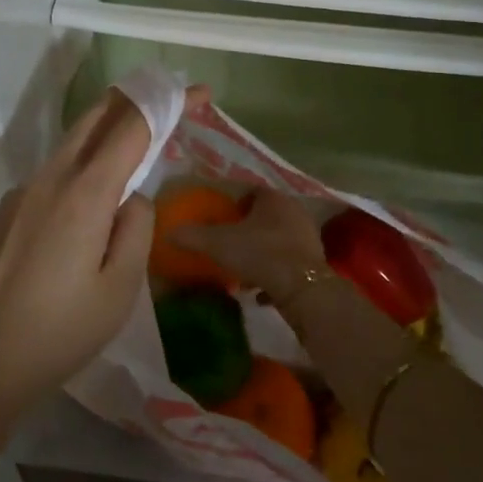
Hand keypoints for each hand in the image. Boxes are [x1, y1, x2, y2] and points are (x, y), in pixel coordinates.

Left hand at [0, 87, 162, 481]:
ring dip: (109, 127)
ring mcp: (24, 190)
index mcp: (83, 193)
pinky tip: (95, 196)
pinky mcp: (11, 209)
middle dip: (136, 99)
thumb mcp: (120, 289)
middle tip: (170, 101)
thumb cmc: (61, 332)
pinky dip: (86, 160)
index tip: (197, 92)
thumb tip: (132, 197)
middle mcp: (51, 178)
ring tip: (141, 141)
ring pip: (73, 141)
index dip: (167, 105)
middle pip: (96, 117)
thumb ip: (137, 229)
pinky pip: (57, 170)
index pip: (132, 128)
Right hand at [169, 189, 325, 304]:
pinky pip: (288, 263)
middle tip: (229, 241)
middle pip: (266, 215)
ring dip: (262, 251)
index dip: (235, 202)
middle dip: (248, 227)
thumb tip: (167, 232)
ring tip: (242, 268)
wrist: (303, 289)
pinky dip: (274, 273)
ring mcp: (308, 237)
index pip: (252, 191)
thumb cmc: (260, 253)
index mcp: (273, 198)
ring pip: (278, 239)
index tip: (221, 216)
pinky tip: (259, 290)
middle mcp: (293, 211)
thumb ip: (192, 236)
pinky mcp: (315, 263)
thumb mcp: (218, 244)